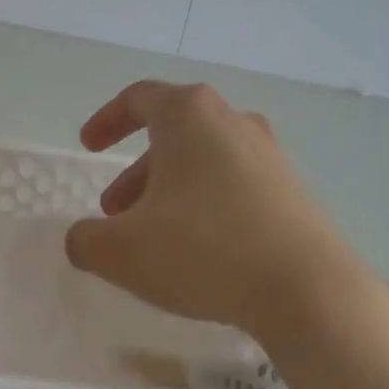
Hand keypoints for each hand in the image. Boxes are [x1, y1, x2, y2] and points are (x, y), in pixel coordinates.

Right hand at [65, 81, 385, 342]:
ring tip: (151, 238)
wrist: (307, 289)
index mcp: (189, 116)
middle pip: (172, 134)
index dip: (107, 120)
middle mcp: (233, 122)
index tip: (88, 147)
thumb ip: (86, 240)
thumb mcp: (122, 252)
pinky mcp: (292, 190)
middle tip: (114, 212)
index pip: (139, 98)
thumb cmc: (203, 251)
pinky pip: (234, 186)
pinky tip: (199, 250)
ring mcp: (269, 155)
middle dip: (136, 172)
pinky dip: (204, 205)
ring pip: (203, 162)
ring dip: (168, 191)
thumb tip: (81, 239)